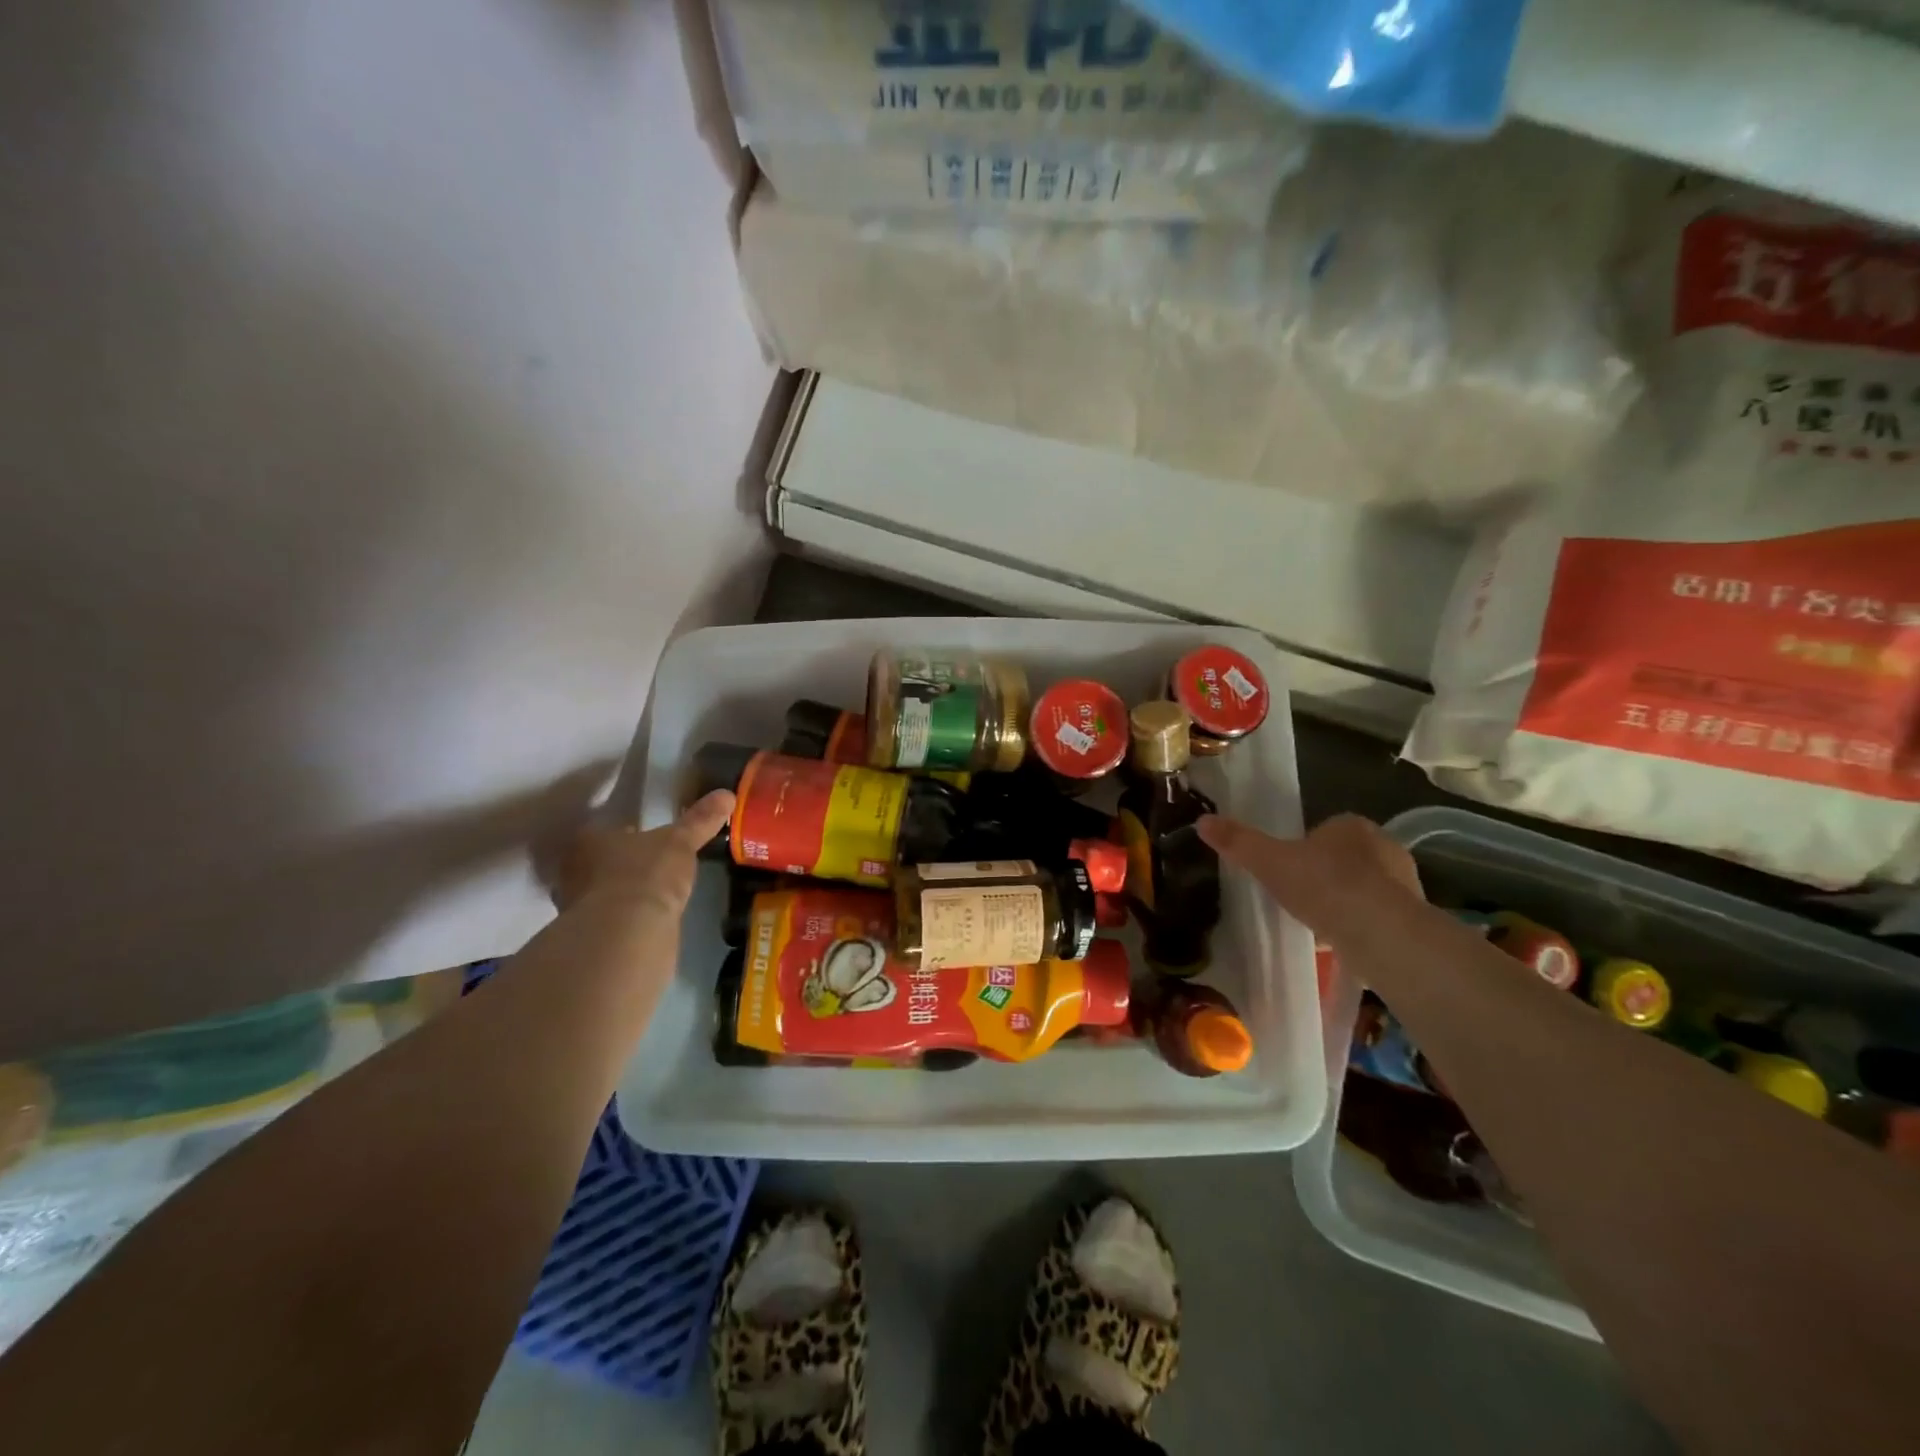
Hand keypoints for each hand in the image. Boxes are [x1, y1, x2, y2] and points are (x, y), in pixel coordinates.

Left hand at [552, 790, 734, 918]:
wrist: (628, 935)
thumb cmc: (646, 875)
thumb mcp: (680, 842)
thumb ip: (700, 820)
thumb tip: (727, 794)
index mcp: (588, 841)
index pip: (605, 830)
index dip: (626, 832)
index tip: (648, 837)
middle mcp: (574, 872)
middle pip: (600, 862)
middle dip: (623, 864)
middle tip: (653, 864)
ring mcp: (577, 908)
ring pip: (603, 893)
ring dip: (625, 894)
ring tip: (655, 894)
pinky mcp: (591, 939)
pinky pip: (613, 921)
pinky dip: (628, 920)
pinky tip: (649, 920)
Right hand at [1197, 812, 1422, 941]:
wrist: (1381, 933)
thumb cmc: (1324, 886)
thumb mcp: (1269, 862)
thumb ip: (1238, 842)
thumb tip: (1202, 820)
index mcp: (1351, 825)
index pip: (1325, 829)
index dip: (1304, 847)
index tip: (1287, 870)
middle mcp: (1384, 845)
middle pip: (1345, 857)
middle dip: (1326, 873)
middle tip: (1300, 897)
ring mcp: (1405, 881)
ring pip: (1364, 886)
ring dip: (1346, 900)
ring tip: (1320, 924)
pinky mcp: (1414, 915)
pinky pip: (1379, 914)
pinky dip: (1362, 923)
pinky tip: (1343, 940)